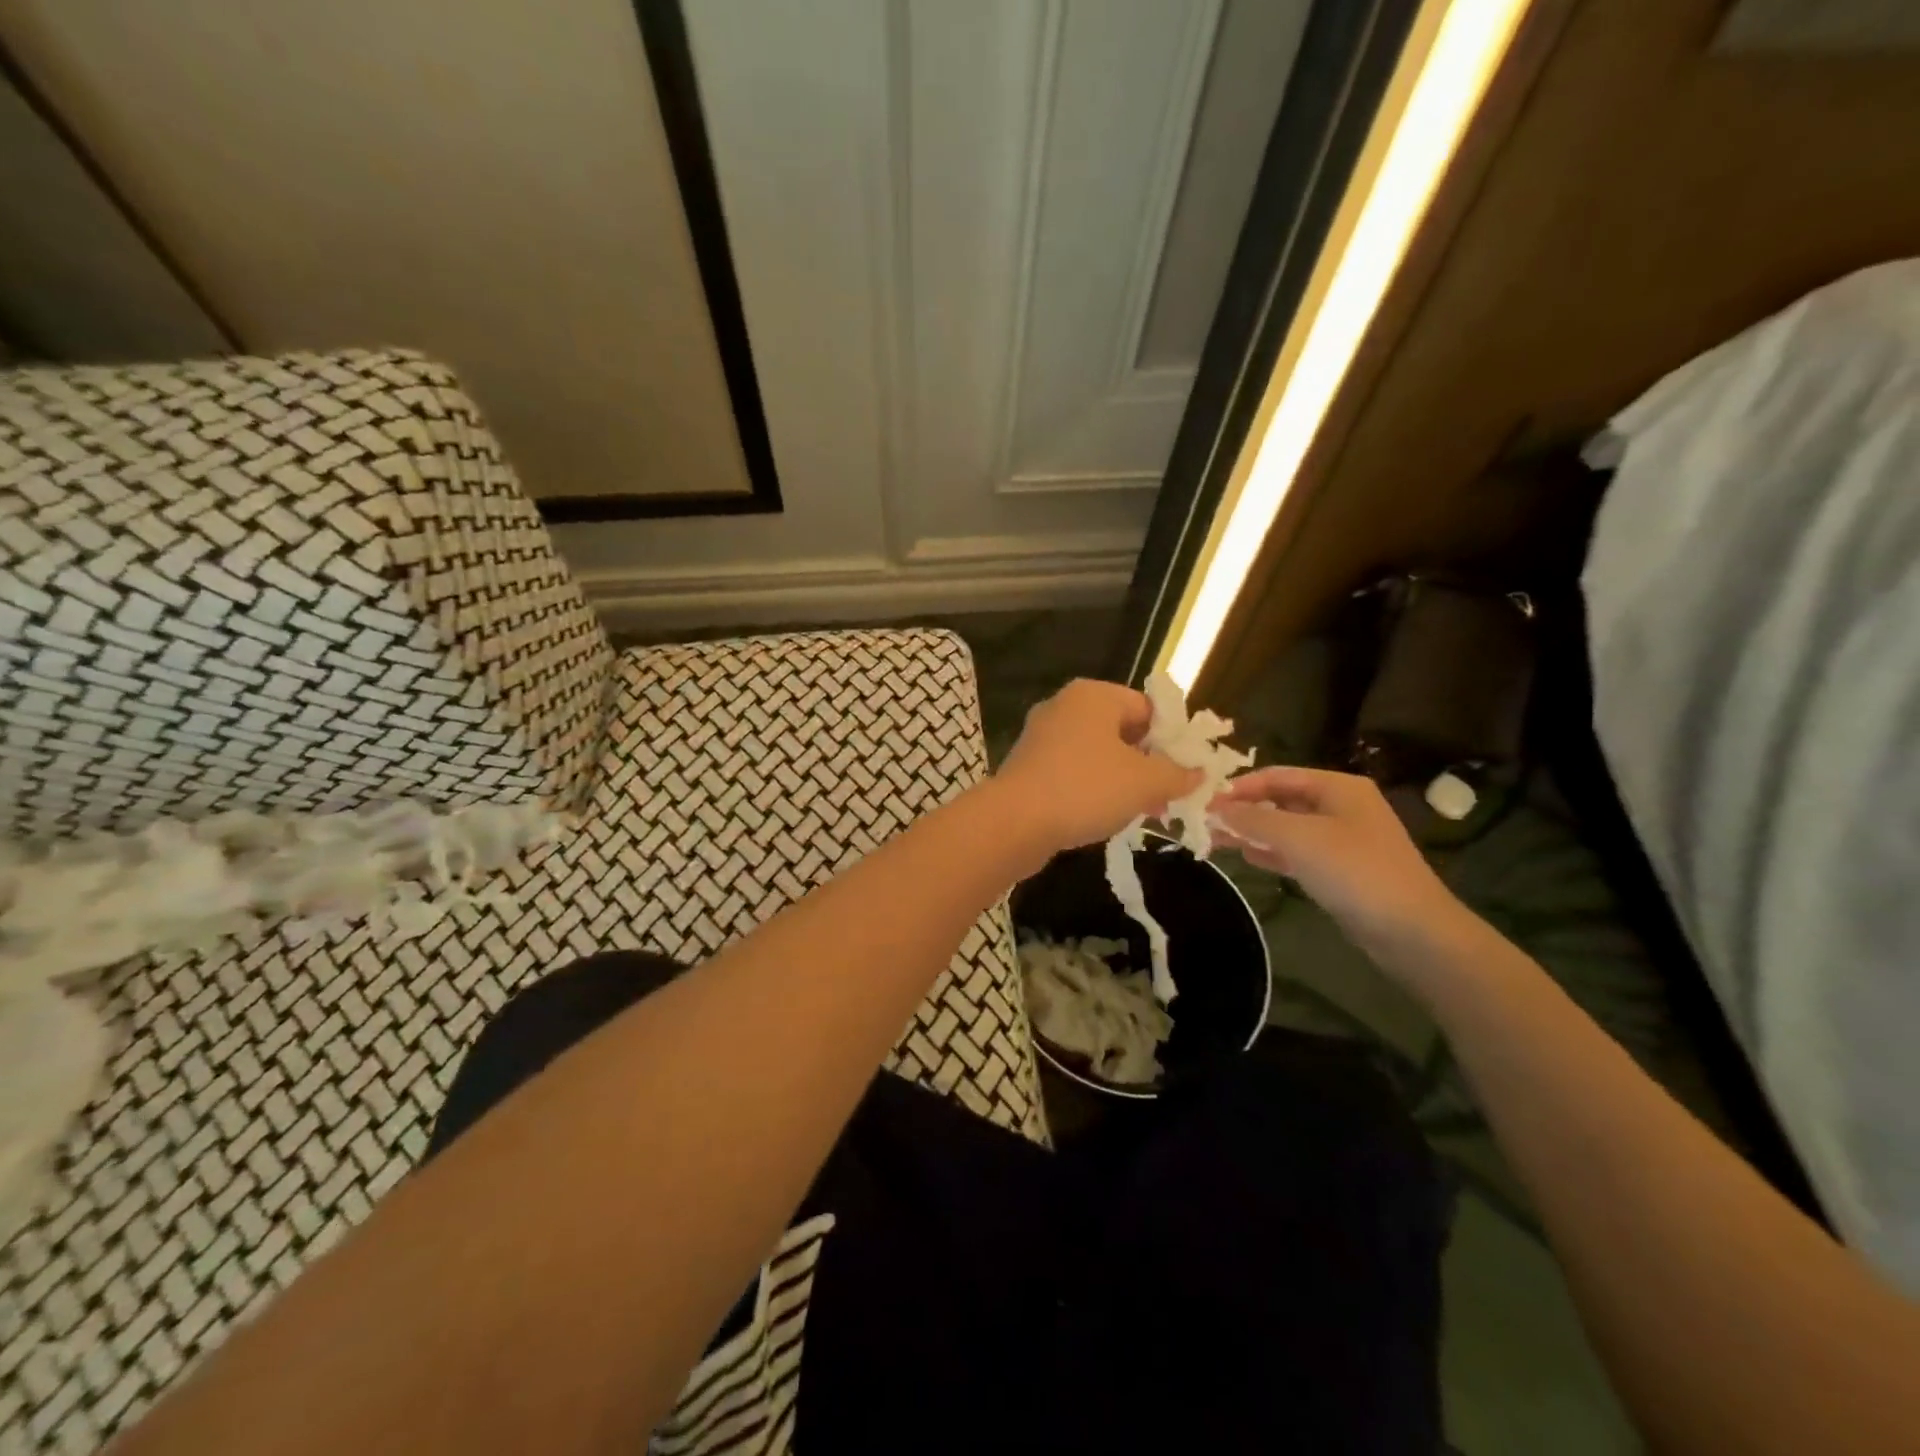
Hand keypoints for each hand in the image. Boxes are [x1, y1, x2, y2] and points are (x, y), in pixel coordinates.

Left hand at [994, 679, 1201, 854]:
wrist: (1014, 822)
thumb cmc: (1086, 788)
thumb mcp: (1145, 782)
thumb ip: (1178, 774)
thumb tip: (1200, 773)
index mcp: (1093, 695)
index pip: (1148, 707)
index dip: (1173, 738)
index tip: (1187, 771)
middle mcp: (1064, 706)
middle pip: (1122, 730)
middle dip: (1148, 762)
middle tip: (1168, 794)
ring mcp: (1041, 736)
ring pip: (1097, 753)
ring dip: (1122, 779)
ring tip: (1142, 810)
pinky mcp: (1028, 766)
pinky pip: (1072, 771)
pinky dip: (1092, 788)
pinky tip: (1104, 816)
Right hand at [1210, 766, 1464, 955]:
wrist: (1412, 931)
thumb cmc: (1355, 871)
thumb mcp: (1298, 838)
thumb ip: (1253, 819)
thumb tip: (1216, 808)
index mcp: (1338, 787)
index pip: (1277, 775)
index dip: (1239, 787)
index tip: (1205, 803)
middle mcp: (1341, 806)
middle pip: (1282, 799)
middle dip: (1244, 809)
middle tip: (1206, 823)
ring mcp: (1343, 839)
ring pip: (1288, 827)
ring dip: (1254, 831)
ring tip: (1218, 840)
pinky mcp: (1342, 870)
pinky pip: (1298, 852)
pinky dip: (1272, 851)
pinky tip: (1248, 857)